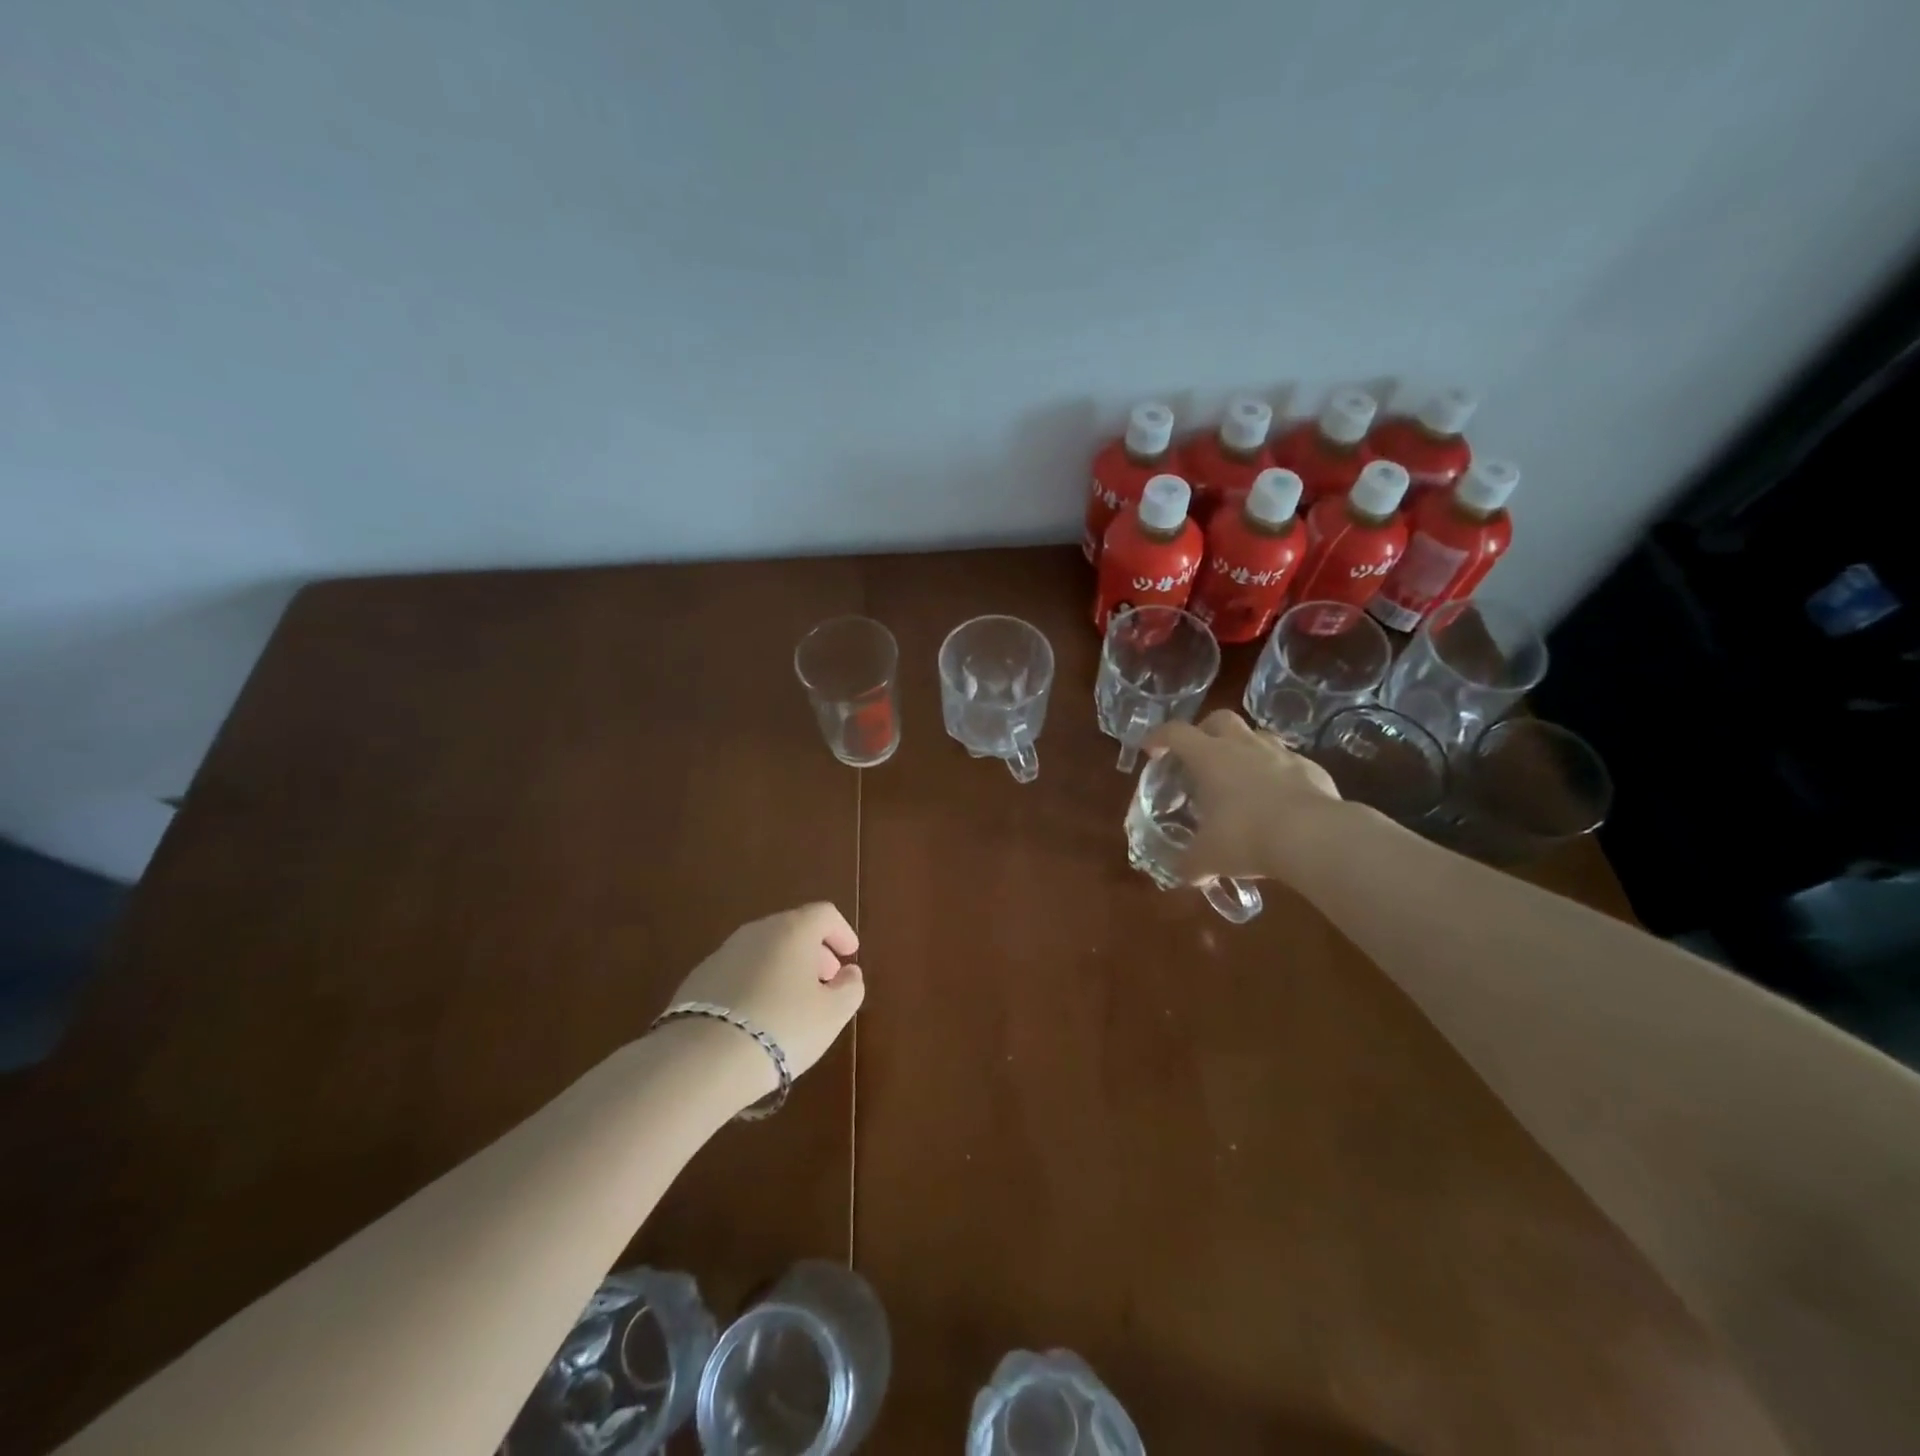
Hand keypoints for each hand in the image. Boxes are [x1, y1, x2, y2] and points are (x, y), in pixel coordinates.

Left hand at [665, 903, 864, 1085]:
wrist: (702, 1059)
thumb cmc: (783, 1027)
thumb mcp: (832, 1014)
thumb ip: (850, 988)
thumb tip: (849, 973)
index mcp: (793, 929)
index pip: (824, 914)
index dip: (841, 931)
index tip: (850, 954)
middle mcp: (756, 931)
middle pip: (792, 929)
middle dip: (813, 951)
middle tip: (826, 979)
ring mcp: (723, 953)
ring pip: (763, 949)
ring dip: (784, 966)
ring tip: (793, 1001)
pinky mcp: (698, 979)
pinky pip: (738, 971)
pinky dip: (756, 982)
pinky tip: (758, 1014)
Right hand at [1144, 710, 1342, 882]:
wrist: (1314, 837)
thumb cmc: (1246, 837)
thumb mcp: (1208, 857)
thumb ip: (1190, 863)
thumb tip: (1183, 873)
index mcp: (1209, 757)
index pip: (1175, 732)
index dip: (1158, 737)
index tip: (1151, 751)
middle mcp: (1243, 745)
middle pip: (1219, 719)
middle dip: (1205, 731)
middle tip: (1199, 756)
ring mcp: (1281, 753)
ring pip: (1256, 736)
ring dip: (1243, 749)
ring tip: (1239, 777)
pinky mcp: (1311, 768)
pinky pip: (1288, 762)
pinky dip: (1277, 773)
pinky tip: (1277, 799)